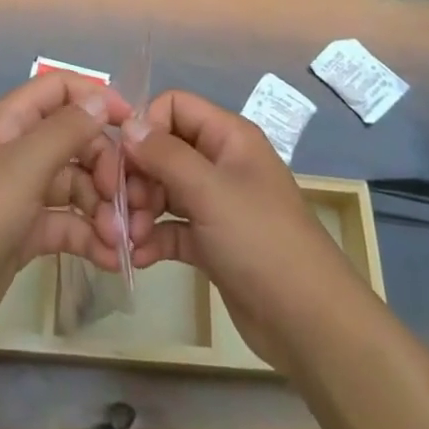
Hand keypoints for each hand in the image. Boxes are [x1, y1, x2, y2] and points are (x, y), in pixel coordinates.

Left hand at [0, 70, 131, 346]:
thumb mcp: (24, 165)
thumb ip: (66, 129)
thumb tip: (100, 99)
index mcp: (12, 121)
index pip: (61, 89)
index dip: (97, 98)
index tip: (132, 126)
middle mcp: (18, 150)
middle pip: (76, 140)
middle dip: (106, 167)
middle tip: (126, 201)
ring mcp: (22, 192)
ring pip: (76, 185)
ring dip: (102, 208)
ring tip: (121, 240)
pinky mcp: (25, 233)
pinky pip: (67, 224)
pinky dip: (90, 236)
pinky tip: (111, 259)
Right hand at [113, 89, 369, 371]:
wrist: (308, 322)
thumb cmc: (261, 241)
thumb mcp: (209, 191)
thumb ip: (165, 154)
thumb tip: (127, 125)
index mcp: (228, 136)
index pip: (173, 107)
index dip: (145, 126)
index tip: (124, 160)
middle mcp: (220, 162)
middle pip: (163, 150)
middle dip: (136, 176)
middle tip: (121, 208)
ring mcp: (216, 204)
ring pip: (163, 190)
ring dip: (139, 210)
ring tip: (126, 238)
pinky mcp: (211, 242)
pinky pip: (171, 228)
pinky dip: (152, 238)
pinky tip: (136, 258)